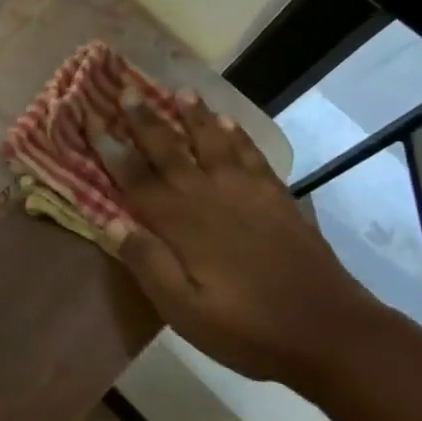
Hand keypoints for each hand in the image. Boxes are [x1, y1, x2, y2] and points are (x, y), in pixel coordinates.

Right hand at [94, 89, 388, 384]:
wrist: (330, 331)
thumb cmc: (248, 328)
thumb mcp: (185, 311)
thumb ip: (148, 264)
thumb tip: (111, 224)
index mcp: (182, 223)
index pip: (136, 177)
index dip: (111, 148)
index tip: (92, 119)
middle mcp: (211, 196)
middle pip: (171, 149)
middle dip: (146, 119)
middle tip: (128, 90)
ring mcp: (248, 193)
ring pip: (213, 142)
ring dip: (194, 116)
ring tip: (180, 91)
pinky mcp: (278, 198)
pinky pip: (251, 155)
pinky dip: (237, 135)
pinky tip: (229, 123)